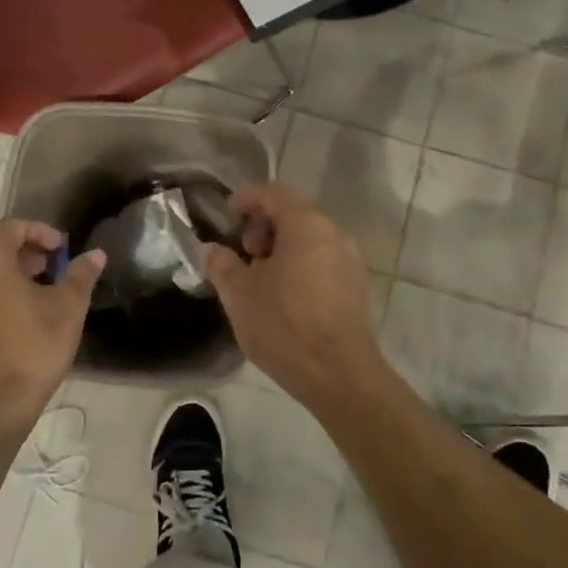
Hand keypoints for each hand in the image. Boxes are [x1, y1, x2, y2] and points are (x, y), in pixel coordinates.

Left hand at [0, 220, 104, 434]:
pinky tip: (5, 327)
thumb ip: (81, 275)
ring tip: (29, 299)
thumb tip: (95, 254)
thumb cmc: (32, 349)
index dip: (41, 232)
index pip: (13, 227)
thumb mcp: (68, 308)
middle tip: (47, 270)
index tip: (61, 250)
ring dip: (1, 279)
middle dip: (20, 255)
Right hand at [203, 184, 387, 408]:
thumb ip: (222, 265)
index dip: (246, 198)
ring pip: (310, 236)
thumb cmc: (285, 326)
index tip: (227, 216)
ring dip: (282, 246)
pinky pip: (323, 257)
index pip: (273, 193)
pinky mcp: (356, 283)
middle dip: (263, 226)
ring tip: (261, 278)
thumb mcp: (240, 296)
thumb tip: (211, 250)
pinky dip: (301, 262)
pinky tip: (285, 295)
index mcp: (306, 225)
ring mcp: (350, 258)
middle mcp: (334, 232)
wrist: (339, 375)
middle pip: (294, 212)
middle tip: (245, 253)